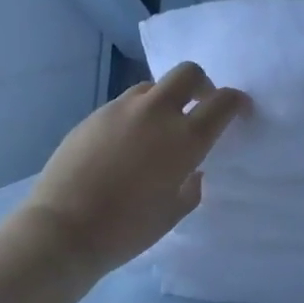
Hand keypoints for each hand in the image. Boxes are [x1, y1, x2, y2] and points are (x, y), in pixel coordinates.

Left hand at [24, 63, 246, 273]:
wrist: (63, 229)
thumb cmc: (128, 228)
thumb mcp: (174, 212)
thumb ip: (191, 185)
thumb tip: (191, 170)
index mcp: (185, 139)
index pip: (222, 102)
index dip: (237, 102)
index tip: (240, 110)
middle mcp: (156, 113)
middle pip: (188, 73)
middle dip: (202, 84)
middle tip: (200, 107)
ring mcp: (121, 110)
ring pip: (153, 87)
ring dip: (165, 100)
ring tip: (159, 129)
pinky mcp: (93, 116)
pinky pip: (125, 105)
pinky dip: (136, 115)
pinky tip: (127, 144)